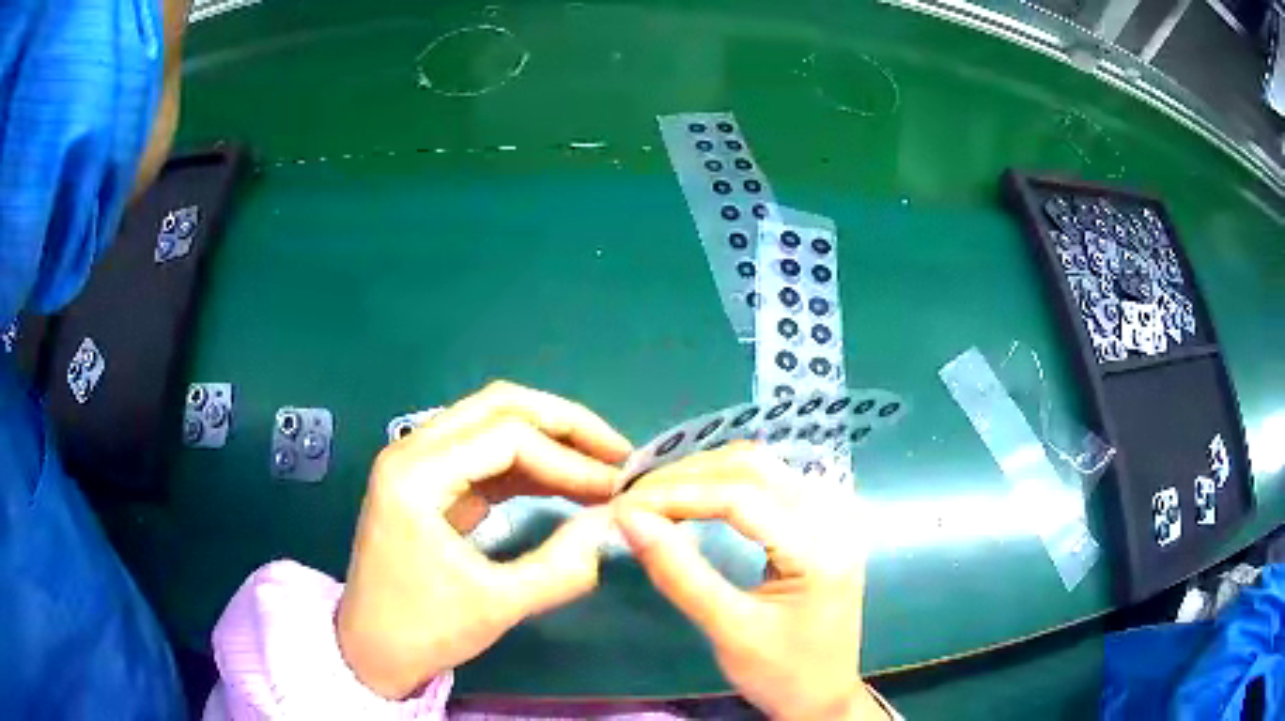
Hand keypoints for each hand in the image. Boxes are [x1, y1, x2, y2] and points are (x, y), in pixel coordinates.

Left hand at [336, 381, 631, 699]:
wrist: (371, 651)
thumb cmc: (424, 629)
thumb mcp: (497, 605)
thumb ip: (561, 566)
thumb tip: (614, 524)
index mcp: (415, 475)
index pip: (507, 438)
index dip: (569, 460)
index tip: (617, 490)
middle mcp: (412, 451)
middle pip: (499, 406)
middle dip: (564, 424)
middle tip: (618, 453)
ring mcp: (418, 463)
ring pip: (493, 422)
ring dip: (549, 438)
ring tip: (601, 466)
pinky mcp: (430, 483)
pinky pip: (486, 454)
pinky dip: (529, 462)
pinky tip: (565, 482)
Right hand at [613, 444, 886, 720]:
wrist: (824, 696)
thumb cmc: (781, 674)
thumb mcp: (728, 631)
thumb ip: (679, 574)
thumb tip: (630, 521)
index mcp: (819, 549)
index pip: (741, 497)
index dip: (678, 494)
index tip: (626, 506)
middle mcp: (834, 519)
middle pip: (754, 468)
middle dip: (688, 475)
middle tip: (636, 496)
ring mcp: (834, 517)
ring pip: (764, 467)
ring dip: (707, 472)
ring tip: (658, 493)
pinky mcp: (824, 523)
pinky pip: (774, 482)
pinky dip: (729, 481)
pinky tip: (698, 494)